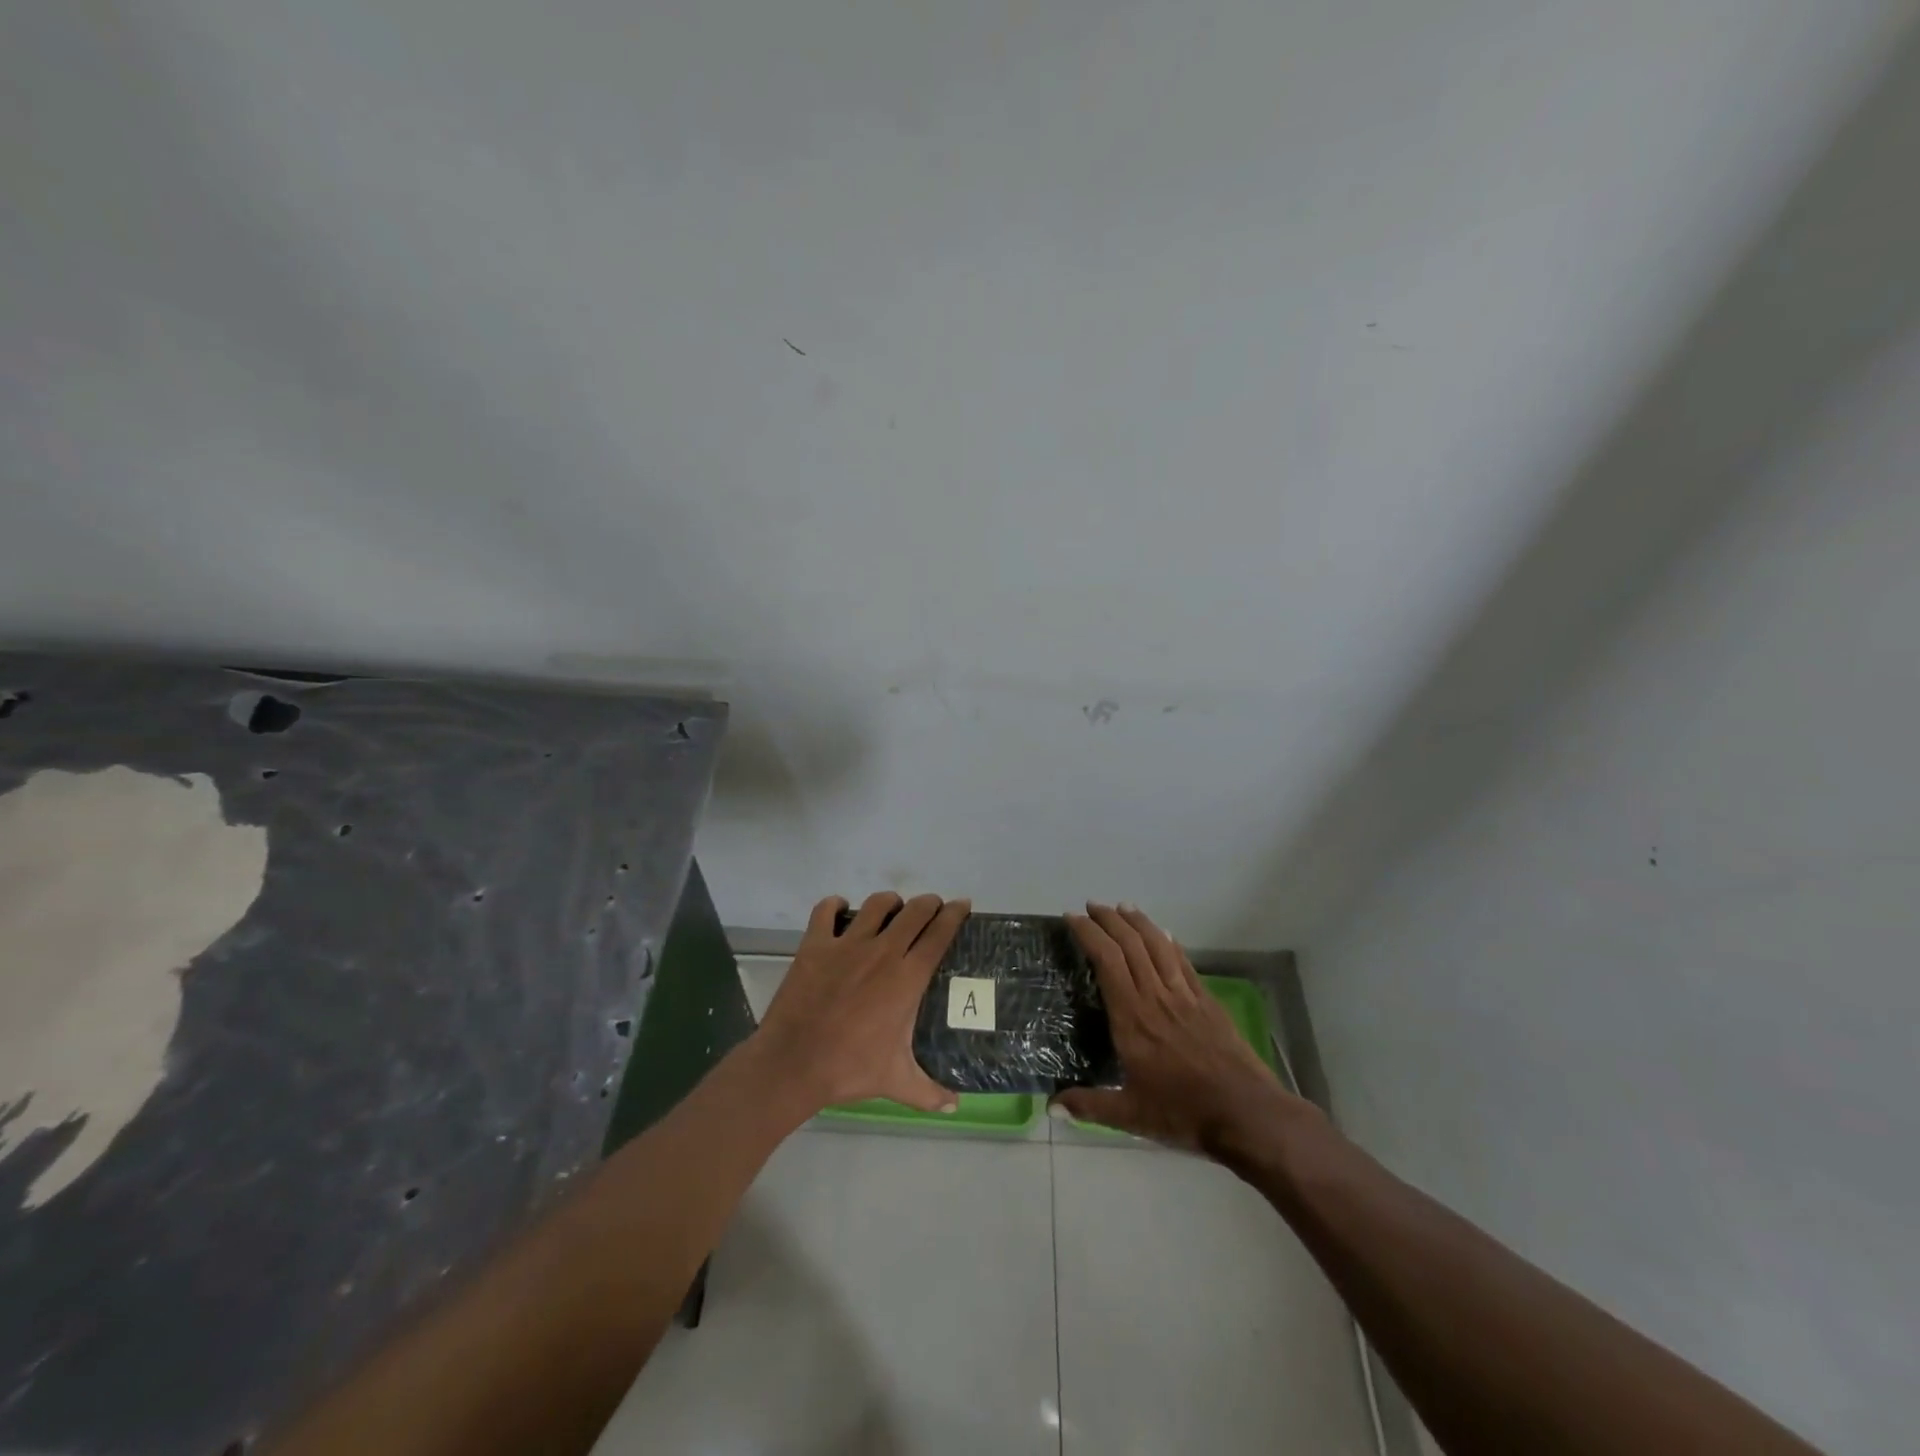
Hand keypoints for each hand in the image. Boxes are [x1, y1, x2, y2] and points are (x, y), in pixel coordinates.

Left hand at [752, 891, 970, 1115]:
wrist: (794, 1063)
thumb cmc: (850, 1069)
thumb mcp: (896, 1081)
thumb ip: (929, 1092)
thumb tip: (956, 1106)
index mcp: (907, 978)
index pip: (939, 934)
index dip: (955, 914)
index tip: (962, 905)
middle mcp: (882, 951)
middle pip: (915, 911)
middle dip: (929, 904)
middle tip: (932, 909)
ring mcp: (846, 944)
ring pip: (877, 904)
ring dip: (890, 902)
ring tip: (893, 909)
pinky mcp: (815, 944)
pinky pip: (826, 910)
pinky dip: (835, 905)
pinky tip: (840, 910)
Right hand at [1052, 903, 1318, 1156]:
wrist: (1246, 1112)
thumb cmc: (1183, 1112)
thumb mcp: (1130, 1115)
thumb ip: (1089, 1106)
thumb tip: (1050, 1105)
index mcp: (1131, 1017)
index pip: (1106, 960)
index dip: (1088, 934)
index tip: (1072, 918)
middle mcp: (1155, 996)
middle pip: (1130, 944)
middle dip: (1108, 919)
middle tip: (1091, 906)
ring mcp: (1184, 995)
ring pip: (1158, 945)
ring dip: (1138, 922)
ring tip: (1123, 907)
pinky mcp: (1207, 1001)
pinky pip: (1183, 961)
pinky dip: (1170, 942)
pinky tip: (1165, 934)